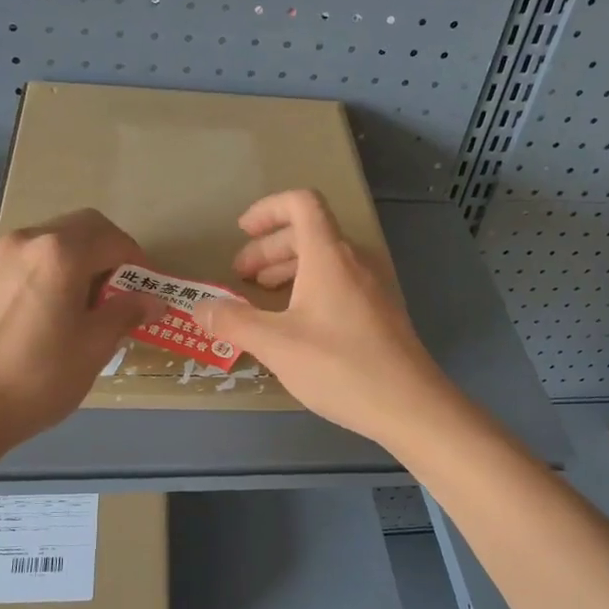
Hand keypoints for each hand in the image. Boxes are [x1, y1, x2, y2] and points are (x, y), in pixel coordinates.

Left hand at [0, 209, 163, 452]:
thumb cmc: (40, 377)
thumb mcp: (95, 347)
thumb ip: (126, 313)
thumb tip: (153, 300)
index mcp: (60, 254)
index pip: (111, 238)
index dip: (136, 260)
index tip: (144, 288)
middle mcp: (24, 242)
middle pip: (77, 229)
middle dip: (103, 252)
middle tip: (115, 291)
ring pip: (44, 244)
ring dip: (69, 261)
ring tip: (74, 304)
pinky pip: (16, 265)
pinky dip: (38, 275)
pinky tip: (36, 315)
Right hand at [192, 189, 452, 446]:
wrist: (410, 405)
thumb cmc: (339, 367)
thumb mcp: (276, 345)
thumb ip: (234, 322)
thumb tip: (199, 308)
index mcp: (329, 256)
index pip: (301, 203)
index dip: (268, 209)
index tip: (242, 231)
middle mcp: (355, 260)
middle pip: (309, 232)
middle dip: (269, 248)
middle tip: (242, 276)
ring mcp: (374, 285)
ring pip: (325, 259)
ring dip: (290, 268)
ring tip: (264, 297)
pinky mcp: (383, 311)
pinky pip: (341, 282)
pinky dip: (311, 287)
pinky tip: (298, 322)